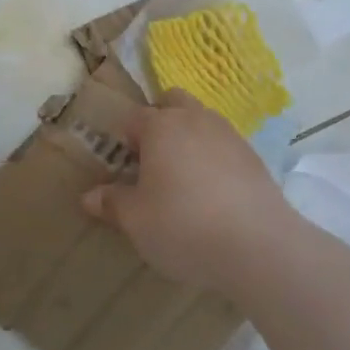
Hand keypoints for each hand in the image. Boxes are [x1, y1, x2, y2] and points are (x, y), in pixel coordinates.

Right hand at [81, 89, 292, 293]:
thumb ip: (112, 203)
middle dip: (160, 121)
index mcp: (161, 126)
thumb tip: (89, 197)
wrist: (259, 246)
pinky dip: (214, 157)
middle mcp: (195, 119)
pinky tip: (213, 192)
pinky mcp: (254, 157)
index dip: (124, 141)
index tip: (123, 168)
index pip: (133, 118)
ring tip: (184, 178)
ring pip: (202, 120)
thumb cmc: (183, 226)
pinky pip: (225, 145)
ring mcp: (229, 135)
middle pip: (172, 102)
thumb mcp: (136, 220)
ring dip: (189, 137)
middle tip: (152, 160)